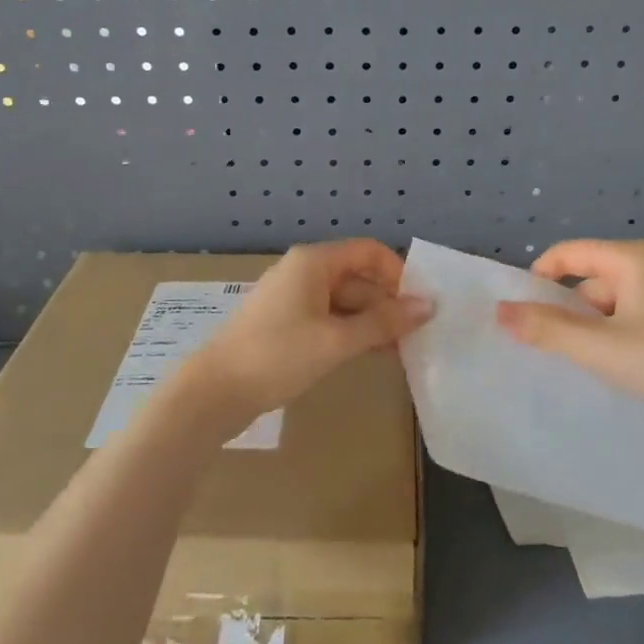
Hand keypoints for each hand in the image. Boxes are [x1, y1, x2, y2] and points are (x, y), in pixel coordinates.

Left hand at [185, 240, 433, 434]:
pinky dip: (351, 333)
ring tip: (402, 351)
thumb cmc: (277, 356)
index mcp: (314, 262)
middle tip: (417, 336)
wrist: (215, 391)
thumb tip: (428, 305)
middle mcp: (304, 272)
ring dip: (372, 322)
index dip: (398, 274)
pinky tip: (372, 355)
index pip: (369, 252)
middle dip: (388, 303)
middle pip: (358, 277)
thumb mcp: (336, 340)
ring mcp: (293, 298)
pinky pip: (329, 319)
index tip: (419, 306)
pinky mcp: (286, 324)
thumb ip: (384, 323)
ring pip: (345, 301)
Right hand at [495, 239, 643, 439]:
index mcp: (631, 259)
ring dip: (595, 328)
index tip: (522, 313)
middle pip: (591, 279)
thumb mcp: (602, 348)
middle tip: (551, 348)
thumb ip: (548, 329)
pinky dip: (620, 335)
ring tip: (585, 363)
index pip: (568, 253)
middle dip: (568, 311)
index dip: (538, 278)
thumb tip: (500, 311)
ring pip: (615, 302)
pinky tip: (622, 366)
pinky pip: (637, 316)